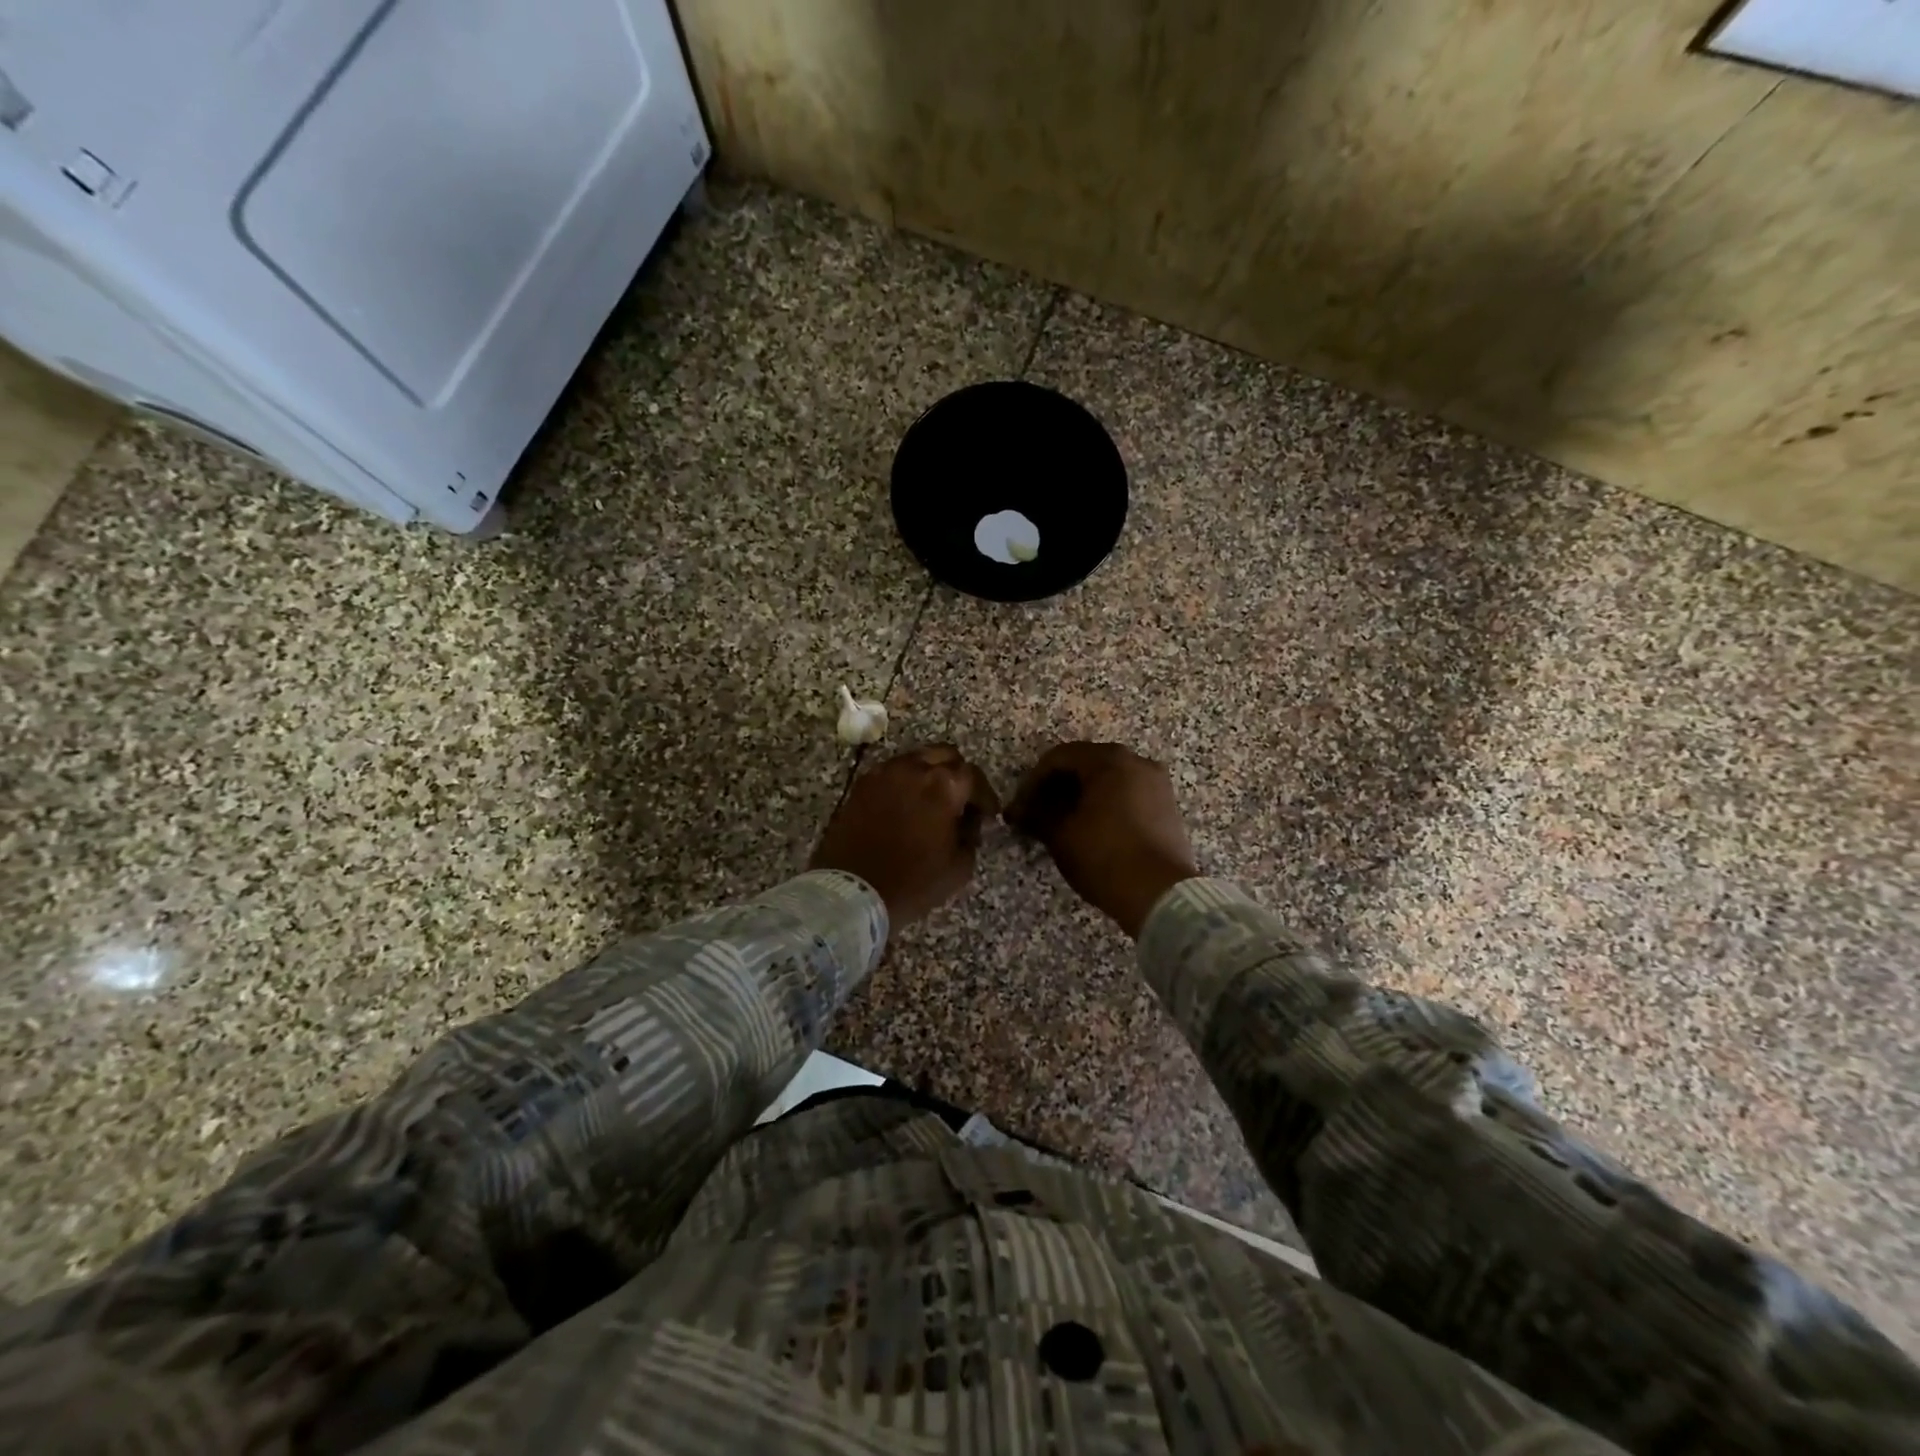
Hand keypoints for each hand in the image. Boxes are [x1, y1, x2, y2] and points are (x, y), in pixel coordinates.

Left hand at [810, 746, 1000, 926]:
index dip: (985, 796)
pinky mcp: (862, 784)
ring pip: (916, 758)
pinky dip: (905, 781)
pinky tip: (907, 804)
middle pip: (945, 755)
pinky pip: (892, 771)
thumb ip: (971, 835)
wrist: (852, 892)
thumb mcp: (959, 867)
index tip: (988, 814)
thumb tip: (969, 820)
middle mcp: (914, 769)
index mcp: (943, 786)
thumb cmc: (912, 883)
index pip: (973, 776)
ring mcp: (884, 773)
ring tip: (932, 800)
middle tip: (961, 800)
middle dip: (958, 774)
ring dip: (930, 773)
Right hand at [1005, 742, 1198, 938]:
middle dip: (1056, 787)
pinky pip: (1126, 793)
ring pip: (1107, 779)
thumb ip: (1036, 814)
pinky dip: (1103, 804)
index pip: (1059, 758)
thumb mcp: (1061, 835)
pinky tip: (1089, 828)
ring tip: (1060, 823)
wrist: (1161, 895)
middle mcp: (1137, 761)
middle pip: (1085, 764)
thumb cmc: (1105, 857)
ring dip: (1079, 796)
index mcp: (1109, 760)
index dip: (1032, 781)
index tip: (1019, 808)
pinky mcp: (1166, 805)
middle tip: (1035, 813)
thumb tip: (1018, 811)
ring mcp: (1156, 783)